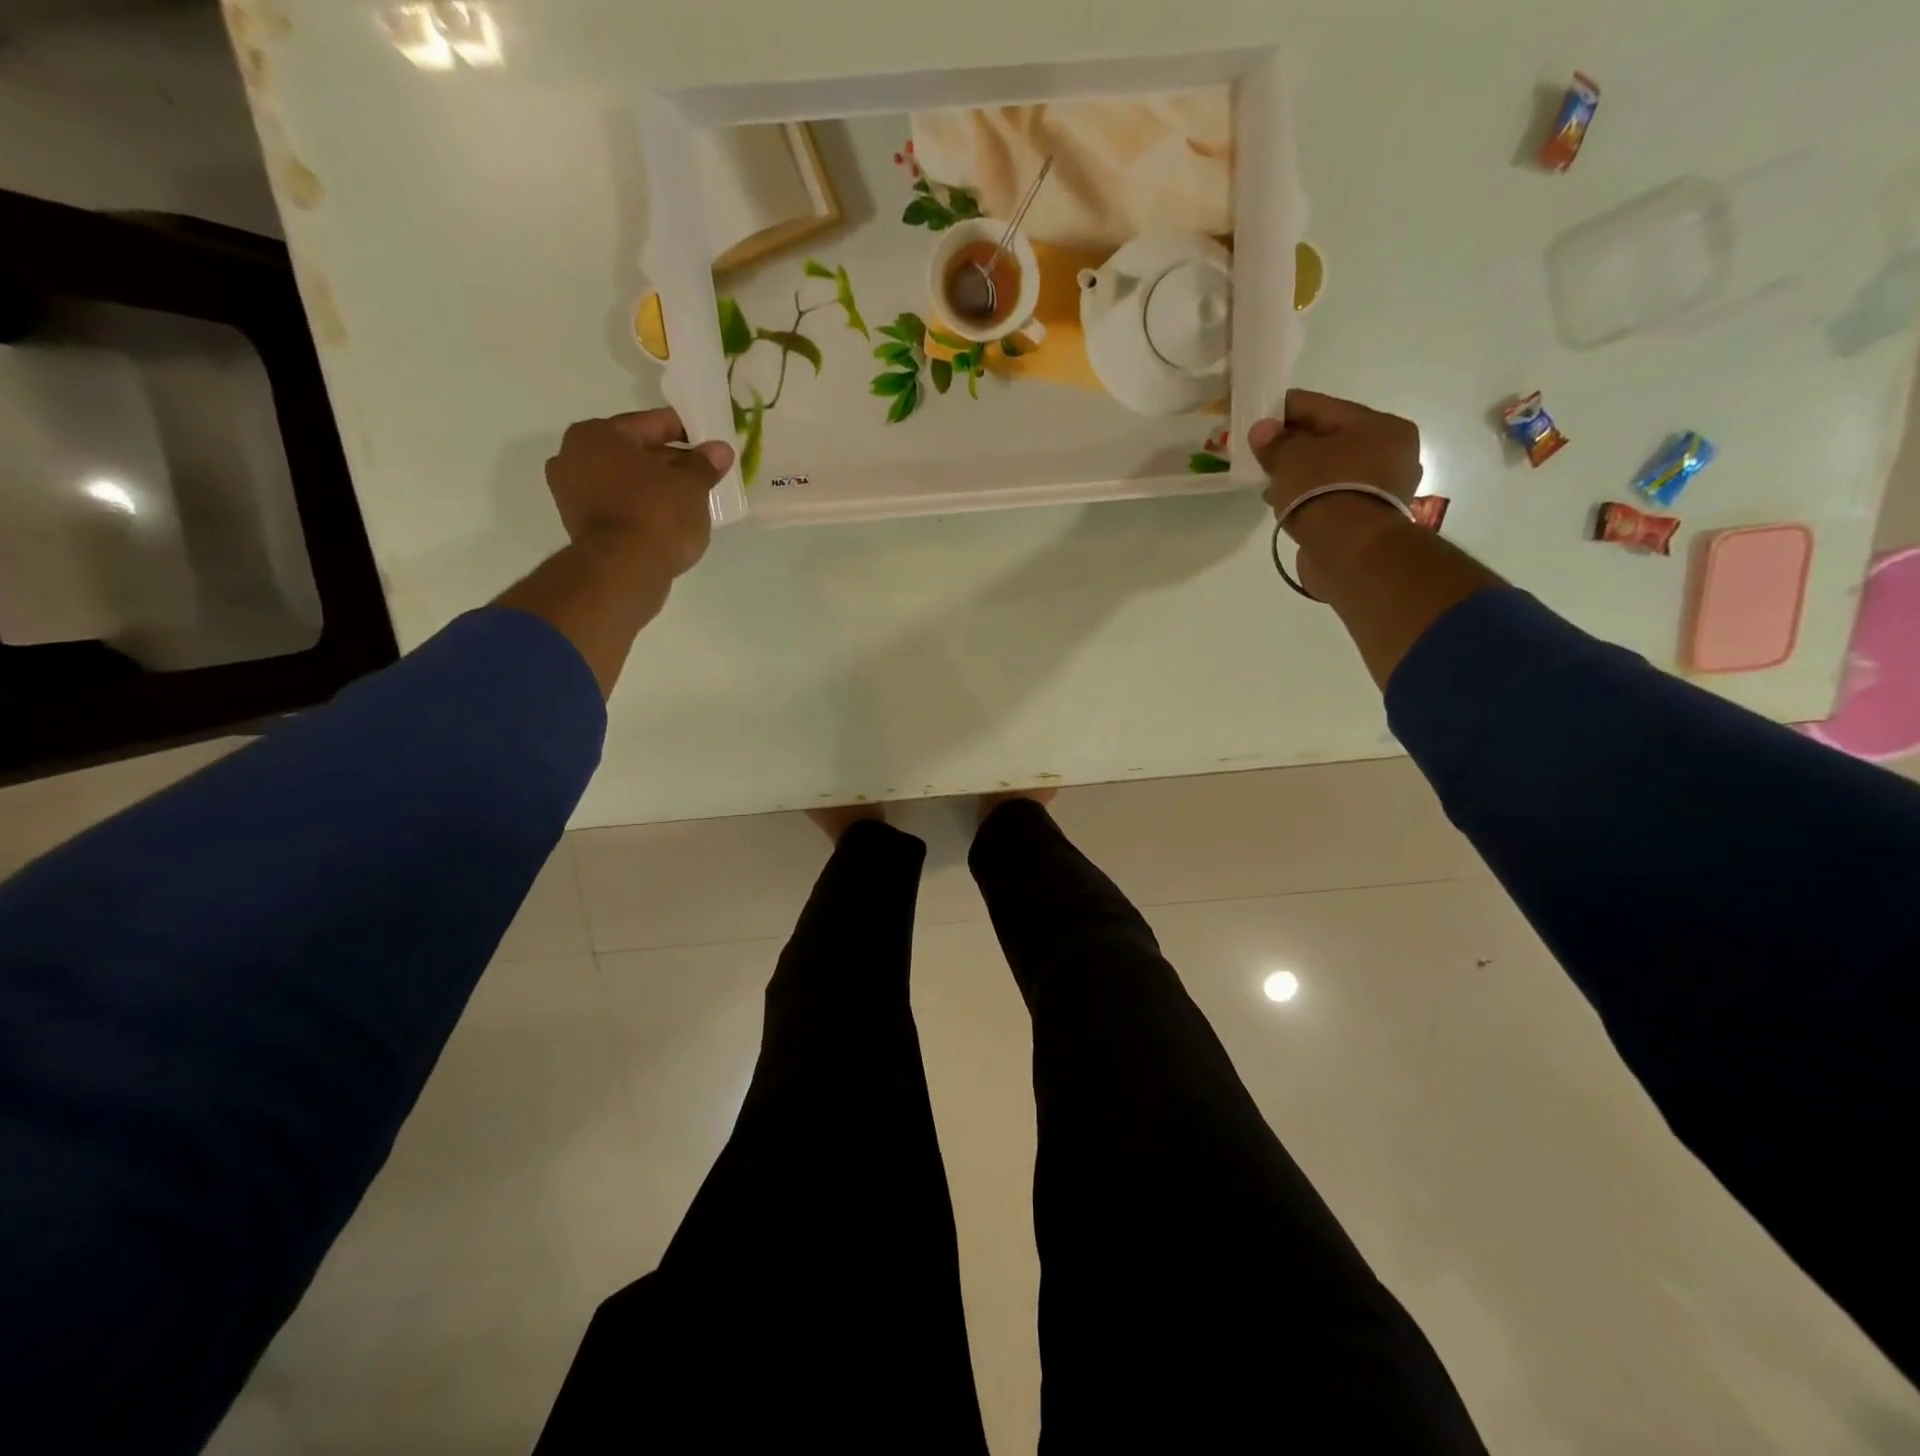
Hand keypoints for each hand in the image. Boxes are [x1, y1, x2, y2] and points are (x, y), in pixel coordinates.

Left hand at [545, 408, 733, 577]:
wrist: (623, 570)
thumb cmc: (656, 514)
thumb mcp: (691, 485)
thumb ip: (704, 464)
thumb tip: (719, 450)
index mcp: (598, 434)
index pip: (651, 424)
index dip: (685, 430)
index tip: (708, 440)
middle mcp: (574, 455)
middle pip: (634, 452)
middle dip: (669, 461)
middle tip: (702, 472)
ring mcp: (571, 493)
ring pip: (625, 480)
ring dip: (655, 486)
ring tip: (689, 498)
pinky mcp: (579, 525)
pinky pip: (618, 505)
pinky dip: (641, 507)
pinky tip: (668, 518)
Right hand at [1248, 390, 1422, 518]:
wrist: (1350, 552)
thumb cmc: (1325, 491)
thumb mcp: (1291, 459)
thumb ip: (1275, 442)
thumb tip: (1261, 429)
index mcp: (1381, 426)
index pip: (1324, 407)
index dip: (1287, 410)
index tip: (1259, 415)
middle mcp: (1391, 453)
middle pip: (1331, 439)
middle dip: (1295, 445)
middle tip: (1262, 451)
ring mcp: (1383, 488)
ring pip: (1332, 470)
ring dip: (1301, 474)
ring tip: (1269, 482)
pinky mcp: (1369, 518)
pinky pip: (1333, 496)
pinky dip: (1310, 495)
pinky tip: (1286, 502)